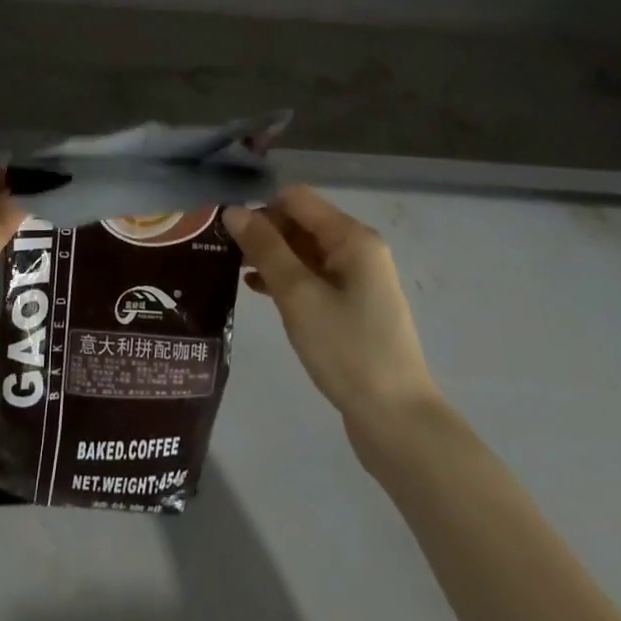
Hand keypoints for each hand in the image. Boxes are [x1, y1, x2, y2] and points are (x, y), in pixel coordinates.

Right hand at [223, 187, 439, 440]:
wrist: (397, 421)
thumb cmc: (347, 349)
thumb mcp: (298, 295)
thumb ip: (265, 248)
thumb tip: (233, 210)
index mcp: (352, 238)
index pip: (296, 199)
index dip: (260, 208)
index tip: (228, 232)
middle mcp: (358, 250)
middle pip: (300, 222)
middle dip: (263, 233)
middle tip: (224, 254)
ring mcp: (357, 280)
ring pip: (304, 251)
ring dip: (271, 257)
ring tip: (232, 272)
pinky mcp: (352, 307)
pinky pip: (312, 277)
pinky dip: (286, 279)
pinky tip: (257, 292)